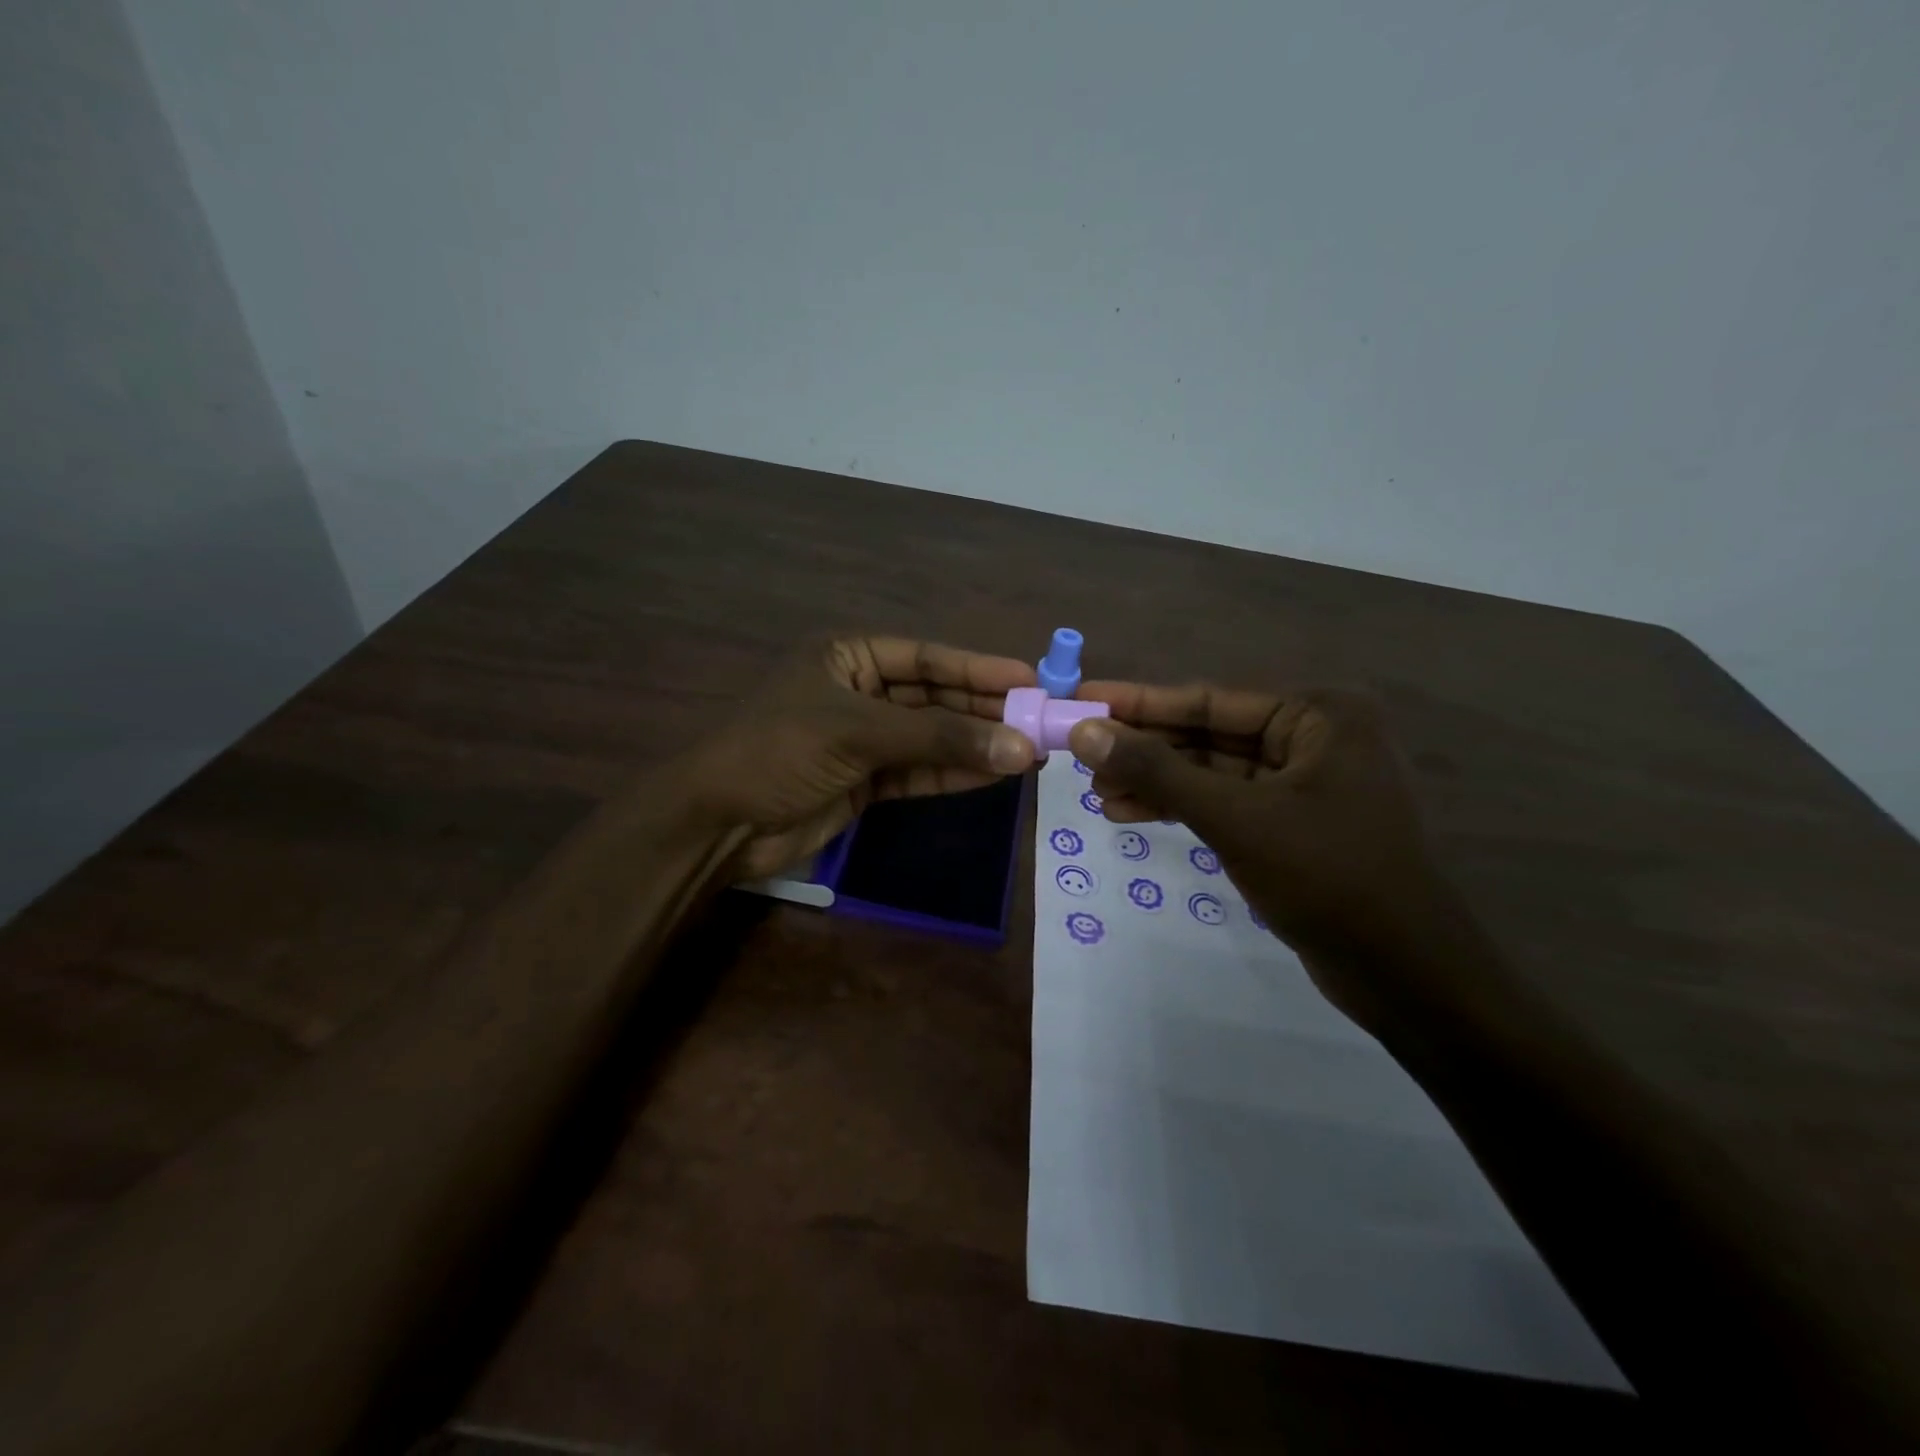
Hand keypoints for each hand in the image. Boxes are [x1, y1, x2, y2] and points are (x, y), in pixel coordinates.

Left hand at [684, 637, 1037, 879]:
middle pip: (935, 697)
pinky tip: (996, 775)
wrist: (718, 824)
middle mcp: (860, 692)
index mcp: (848, 657)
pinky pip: (920, 772)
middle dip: (984, 710)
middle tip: (1041, 721)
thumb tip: (1021, 747)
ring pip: (932, 738)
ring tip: (1032, 751)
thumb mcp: (859, 733)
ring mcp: (864, 740)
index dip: (978, 666)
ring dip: (977, 745)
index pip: (926, 657)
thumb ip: (940, 740)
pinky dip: (955, 774)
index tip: (1030, 678)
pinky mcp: (866, 782)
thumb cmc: (780, 752)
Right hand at [1068, 681, 1459, 1025]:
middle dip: (1144, 750)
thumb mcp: (1234, 818)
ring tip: (1097, 793)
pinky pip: (1224, 802)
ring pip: (1211, 771)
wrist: (1406, 973)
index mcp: (1318, 714)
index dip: (1139, 703)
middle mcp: (1314, 736)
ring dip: (1155, 782)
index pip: (1209, 699)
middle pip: (1208, 733)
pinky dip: (1181, 808)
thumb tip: (1083, 732)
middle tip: (1080, 755)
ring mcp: (1304, 782)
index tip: (1083, 701)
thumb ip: (1157, 772)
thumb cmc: (1328, 877)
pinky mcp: (1292, 823)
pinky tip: (1130, 814)